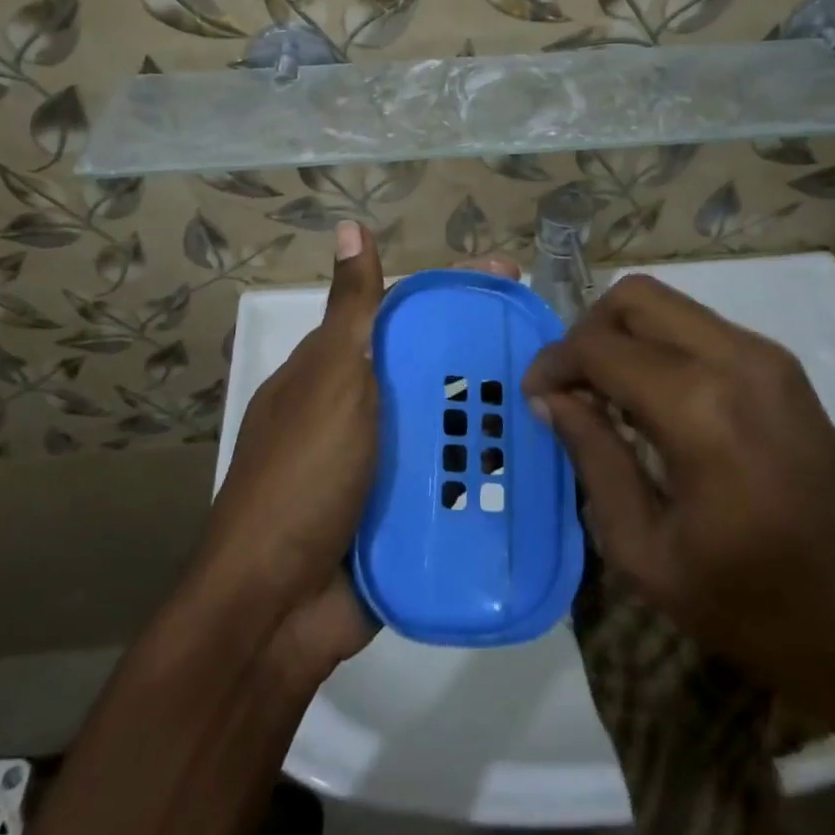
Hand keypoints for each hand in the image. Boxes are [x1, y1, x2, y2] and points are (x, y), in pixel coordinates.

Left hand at [199, 227, 523, 681]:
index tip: (509, 276)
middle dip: (484, 353)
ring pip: (447, 424)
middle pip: (432, 368)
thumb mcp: (330, 381)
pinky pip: (452, 479)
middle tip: (548, 345)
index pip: (403, 312)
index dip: (454, 290)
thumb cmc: (303, 477)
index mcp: (338, 371)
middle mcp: (362, 411)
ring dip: (493, 413)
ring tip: (558, 398)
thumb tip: (350, 227)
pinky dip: (486, 469)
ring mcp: (383, 465)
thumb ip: (353, 312)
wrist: (277, 607)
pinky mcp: (404, 514)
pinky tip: (538, 460)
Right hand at [523, 275, 834, 746]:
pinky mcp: (786, 370)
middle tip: (570, 387)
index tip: (533, 397)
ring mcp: (768, 358)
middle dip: (587, 331)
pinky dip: (661, 346)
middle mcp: (735, 360)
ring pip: (670, 305)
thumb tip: (553, 401)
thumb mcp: (649, 554)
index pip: (598, 346)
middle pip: (634, 297)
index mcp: (698, 408)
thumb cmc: (761, 610)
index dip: (553, 363)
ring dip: (624, 335)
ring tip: (604, 395)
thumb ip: (595, 459)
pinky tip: (652, 402)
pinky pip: (703, 329)